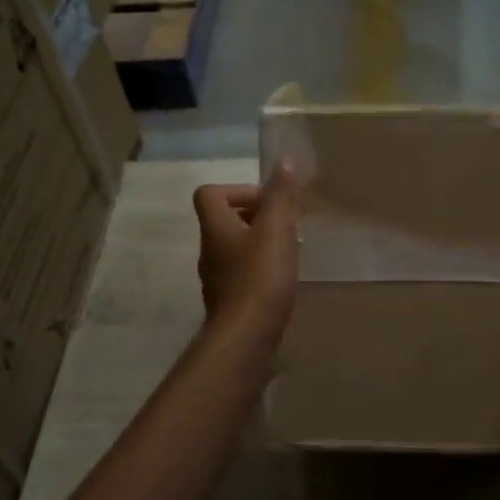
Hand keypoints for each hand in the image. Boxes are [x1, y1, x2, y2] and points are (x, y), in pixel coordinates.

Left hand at [194, 167, 300, 333]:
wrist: (246, 338)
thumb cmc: (260, 277)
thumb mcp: (276, 229)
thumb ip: (280, 195)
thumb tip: (283, 162)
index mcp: (216, 228)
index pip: (209, 194)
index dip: (238, 190)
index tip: (268, 202)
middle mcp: (210, 250)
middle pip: (224, 221)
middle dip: (256, 217)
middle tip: (286, 224)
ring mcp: (217, 279)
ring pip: (236, 248)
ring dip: (260, 243)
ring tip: (290, 251)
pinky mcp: (230, 302)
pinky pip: (243, 274)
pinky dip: (261, 270)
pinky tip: (283, 279)